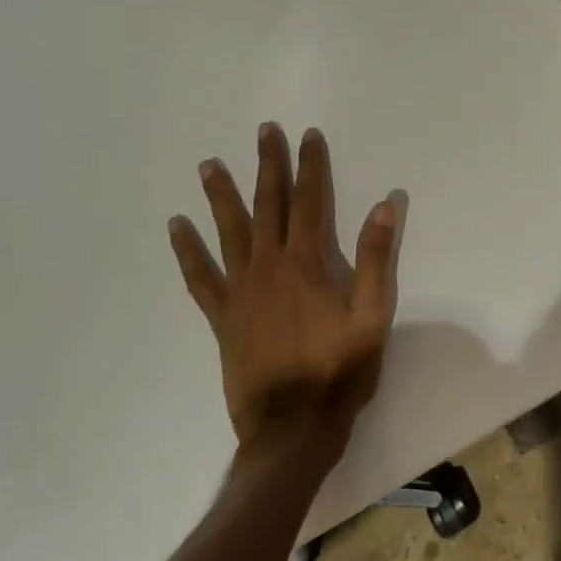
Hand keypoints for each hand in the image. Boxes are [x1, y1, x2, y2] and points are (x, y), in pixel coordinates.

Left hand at [168, 123, 400, 462]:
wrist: (292, 429)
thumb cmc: (340, 372)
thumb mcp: (372, 316)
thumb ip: (376, 260)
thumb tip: (383, 206)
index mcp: (306, 265)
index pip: (310, 202)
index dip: (310, 166)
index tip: (307, 135)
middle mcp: (268, 268)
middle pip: (268, 206)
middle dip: (268, 167)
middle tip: (263, 132)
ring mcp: (240, 292)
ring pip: (229, 233)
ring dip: (221, 196)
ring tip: (209, 164)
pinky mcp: (222, 318)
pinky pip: (200, 277)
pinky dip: (188, 251)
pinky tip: (177, 227)